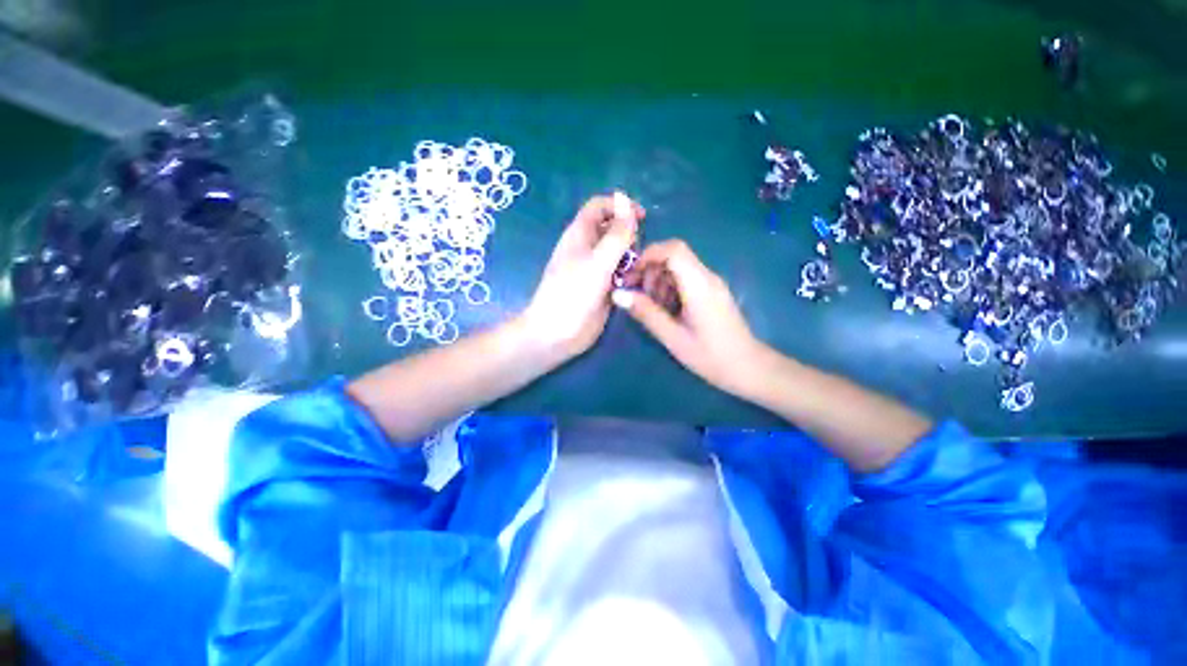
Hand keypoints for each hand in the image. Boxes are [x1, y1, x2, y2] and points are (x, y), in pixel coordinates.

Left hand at [522, 194, 643, 358]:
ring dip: (631, 256)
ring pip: (618, 252)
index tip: (642, 217)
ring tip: (636, 270)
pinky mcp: (602, 287)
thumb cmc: (573, 293)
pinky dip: (629, 274)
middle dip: (628, 234)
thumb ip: (616, 234)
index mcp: (580, 235)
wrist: (557, 332)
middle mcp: (587, 249)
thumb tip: (625, 198)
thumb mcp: (598, 261)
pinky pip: (619, 273)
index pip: (600, 207)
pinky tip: (635, 284)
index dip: (620, 206)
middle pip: (612, 229)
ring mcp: (595, 269)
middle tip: (637, 252)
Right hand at [614, 240, 765, 395]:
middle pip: (674, 256)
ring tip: (651, 306)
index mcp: (699, 285)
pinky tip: (666, 310)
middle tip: (637, 294)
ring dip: (659, 280)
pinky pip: (687, 279)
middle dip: (651, 270)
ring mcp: (712, 284)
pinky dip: (670, 288)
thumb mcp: (672, 337)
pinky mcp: (713, 293)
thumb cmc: (710, 356)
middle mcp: (707, 277)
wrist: (748, 368)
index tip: (631, 275)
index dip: (648, 255)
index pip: (673, 250)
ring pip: (679, 267)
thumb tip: (619, 295)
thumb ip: (646, 313)